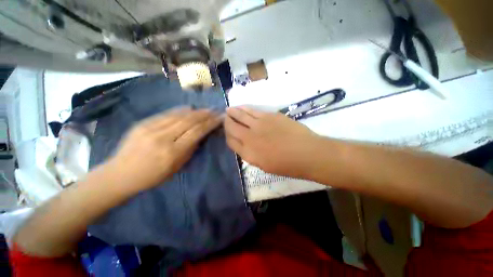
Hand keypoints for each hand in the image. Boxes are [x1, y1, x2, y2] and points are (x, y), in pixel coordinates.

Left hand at [108, 108, 221, 191]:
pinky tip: (189, 108)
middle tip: (215, 110)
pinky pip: (166, 114)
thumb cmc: (151, 176)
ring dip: (195, 111)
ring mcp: (150, 128)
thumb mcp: (176, 167)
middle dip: (205, 114)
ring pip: (178, 115)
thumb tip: (200, 135)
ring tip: (205, 109)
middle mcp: (162, 137)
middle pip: (189, 121)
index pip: (197, 132)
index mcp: (172, 152)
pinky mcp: (142, 123)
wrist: (119, 174)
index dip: (210, 123)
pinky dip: (180, 110)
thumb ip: (190, 149)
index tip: (219, 118)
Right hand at [224, 107, 320, 177]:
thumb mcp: (264, 166)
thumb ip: (251, 154)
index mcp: (248, 153)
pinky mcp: (268, 115)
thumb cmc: (287, 165)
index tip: (228, 133)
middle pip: (231, 127)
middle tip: (225, 118)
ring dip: (232, 112)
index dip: (227, 136)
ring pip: (239, 115)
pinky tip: (241, 107)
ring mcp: (258, 125)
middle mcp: (249, 138)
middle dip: (226, 122)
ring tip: (228, 110)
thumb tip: (245, 145)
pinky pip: (251, 110)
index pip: (231, 142)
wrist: (306, 153)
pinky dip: (244, 108)